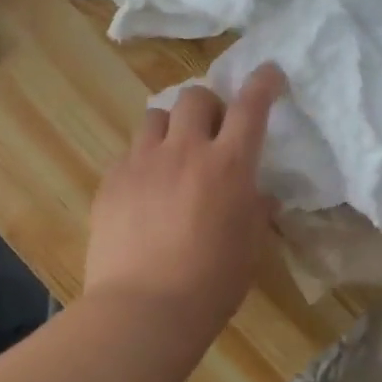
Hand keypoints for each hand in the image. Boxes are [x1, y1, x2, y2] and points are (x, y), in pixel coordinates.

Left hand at [84, 65, 284, 338]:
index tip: (269, 72)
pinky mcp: (112, 180)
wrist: (144, 308)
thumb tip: (259, 194)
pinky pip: (130, 152)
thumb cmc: (211, 283)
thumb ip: (254, 210)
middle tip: (211, 133)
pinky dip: (143, 160)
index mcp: (228, 164)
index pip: (250, 106)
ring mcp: (142, 162)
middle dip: (207, 106)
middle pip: (194, 96)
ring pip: (155, 116)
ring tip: (173, 156)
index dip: (263, 82)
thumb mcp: (248, 246)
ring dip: (171, 128)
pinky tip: (145, 191)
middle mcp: (185, 150)